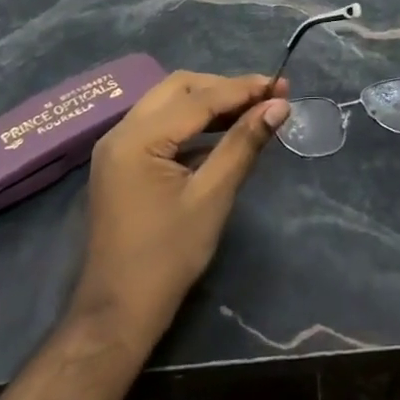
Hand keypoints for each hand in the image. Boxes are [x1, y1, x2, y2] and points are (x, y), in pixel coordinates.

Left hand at [68, 71, 290, 349]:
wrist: (117, 314)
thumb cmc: (167, 257)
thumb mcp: (212, 197)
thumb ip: (243, 144)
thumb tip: (279, 106)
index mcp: (137, 138)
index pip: (199, 98)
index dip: (243, 89)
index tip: (282, 85)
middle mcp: (121, 131)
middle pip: (179, 88)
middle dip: (224, 88)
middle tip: (266, 97)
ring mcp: (117, 147)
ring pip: (169, 103)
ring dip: (209, 102)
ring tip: (252, 110)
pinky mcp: (122, 162)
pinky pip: (160, 124)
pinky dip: (192, 122)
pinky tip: (222, 133)